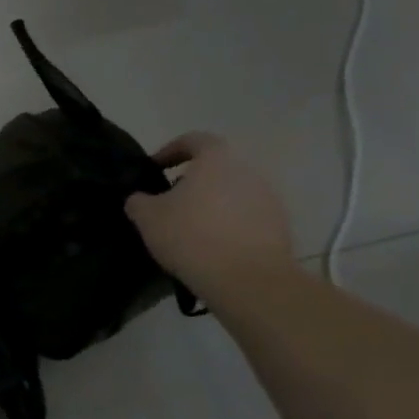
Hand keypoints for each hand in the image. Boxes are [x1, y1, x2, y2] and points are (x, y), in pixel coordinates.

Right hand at [124, 132, 293, 297]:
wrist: (247, 279)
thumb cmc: (191, 236)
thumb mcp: (147, 217)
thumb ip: (138, 200)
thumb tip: (140, 198)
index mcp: (217, 159)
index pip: (194, 140)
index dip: (171, 150)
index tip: (154, 168)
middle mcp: (248, 171)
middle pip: (215, 168)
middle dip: (191, 182)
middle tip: (168, 204)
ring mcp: (269, 199)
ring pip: (231, 193)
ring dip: (210, 205)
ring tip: (189, 230)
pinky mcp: (279, 226)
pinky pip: (246, 217)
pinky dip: (227, 226)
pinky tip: (210, 248)